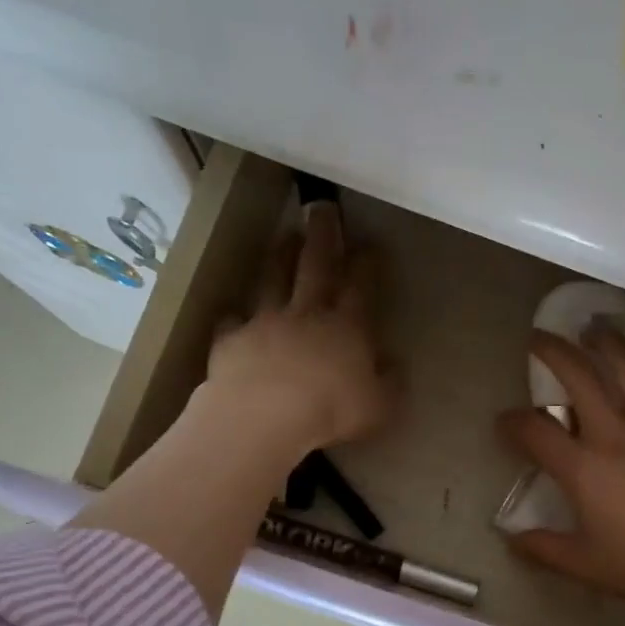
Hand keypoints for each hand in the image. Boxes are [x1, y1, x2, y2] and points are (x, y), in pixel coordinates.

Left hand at [205, 202, 397, 460]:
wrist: (264, 417)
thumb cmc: (332, 411)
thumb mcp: (380, 407)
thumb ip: (390, 383)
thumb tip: (393, 364)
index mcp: (348, 327)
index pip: (361, 286)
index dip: (366, 264)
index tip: (370, 244)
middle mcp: (307, 314)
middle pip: (316, 266)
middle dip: (322, 236)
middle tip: (322, 208)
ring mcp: (266, 323)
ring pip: (273, 280)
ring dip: (280, 257)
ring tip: (284, 237)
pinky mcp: (231, 340)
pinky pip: (233, 322)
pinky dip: (236, 316)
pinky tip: (236, 315)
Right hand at [497, 329, 624, 616]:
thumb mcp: (587, 566)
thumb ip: (545, 549)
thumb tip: (513, 539)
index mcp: (584, 469)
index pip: (536, 432)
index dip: (512, 422)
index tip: (503, 421)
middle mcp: (616, 436)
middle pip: (580, 378)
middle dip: (553, 352)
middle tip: (539, 338)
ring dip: (608, 344)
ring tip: (595, 330)